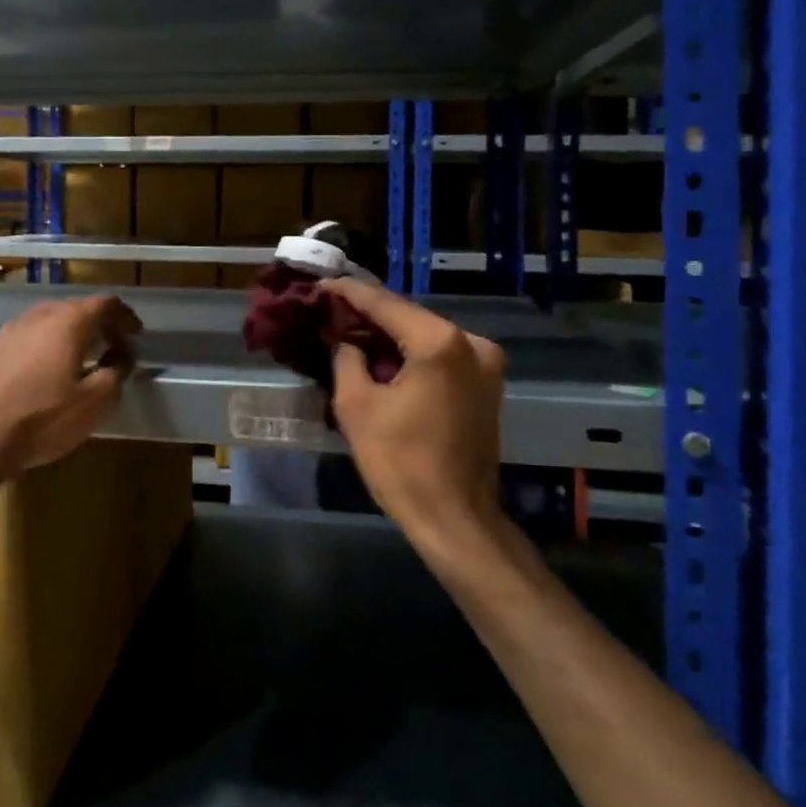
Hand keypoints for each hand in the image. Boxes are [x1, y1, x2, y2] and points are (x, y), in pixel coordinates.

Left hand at [0, 295, 141, 476]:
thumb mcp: (96, 400)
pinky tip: (55, 366)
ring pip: (55, 319)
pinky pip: (36, 333)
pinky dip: (54, 341)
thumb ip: (117, 370)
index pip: (106, 303)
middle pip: (80, 307)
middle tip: (117, 347)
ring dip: (76, 332)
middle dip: (102, 323)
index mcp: (70, 320)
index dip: (126, 316)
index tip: (137, 335)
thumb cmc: (45, 416)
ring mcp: (16, 328)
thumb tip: (122, 355)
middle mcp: (42, 314)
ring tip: (88, 356)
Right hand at [322, 277, 506, 546]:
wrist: (456, 520)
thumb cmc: (401, 463)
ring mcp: (485, 363)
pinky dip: (411, 353)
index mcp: (440, 342)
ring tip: (349, 330)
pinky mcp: (486, 384)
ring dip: (389, 334)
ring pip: (425, 335)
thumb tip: (343, 338)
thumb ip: (346, 358)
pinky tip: (381, 356)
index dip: (348, 294)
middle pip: (408, 316)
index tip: (319, 286)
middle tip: (330, 311)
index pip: (384, 304)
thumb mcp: (357, 406)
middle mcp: (471, 342)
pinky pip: (440, 355)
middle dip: (368, 314)